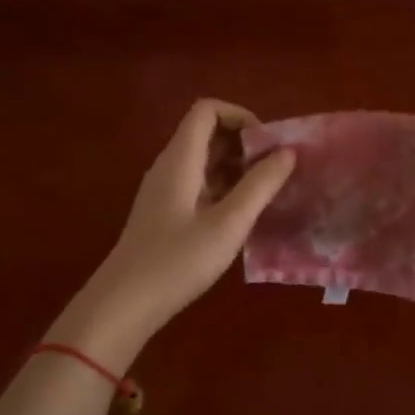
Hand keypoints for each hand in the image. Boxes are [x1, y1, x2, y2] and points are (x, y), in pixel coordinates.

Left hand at [51, 99, 294, 357]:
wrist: (125, 304)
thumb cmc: (178, 262)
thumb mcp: (228, 224)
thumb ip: (260, 186)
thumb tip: (288, 152)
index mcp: (180, 159)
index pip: (207, 110)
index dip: (241, 116)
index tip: (268, 145)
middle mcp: (170, 166)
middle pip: (207, 132)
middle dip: (245, 143)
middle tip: (276, 170)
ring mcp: (166, 190)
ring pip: (205, 160)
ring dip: (237, 166)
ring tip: (267, 192)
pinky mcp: (166, 212)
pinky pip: (200, 183)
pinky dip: (225, 186)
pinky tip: (244, 213)